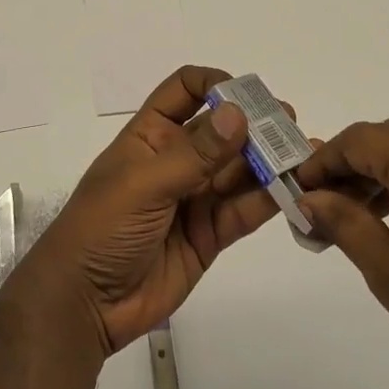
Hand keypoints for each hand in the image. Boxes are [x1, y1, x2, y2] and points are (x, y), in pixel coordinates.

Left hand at [26, 66, 281, 355]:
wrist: (84, 304)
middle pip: (222, 130)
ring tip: (303, 154)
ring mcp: (195, 197)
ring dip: (268, 161)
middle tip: (290, 124)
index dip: (215, 84)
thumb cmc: (102, 228)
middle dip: (255, 123)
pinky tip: (293, 189)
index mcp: (151, 135)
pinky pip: (243, 210)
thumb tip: (238, 113)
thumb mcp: (144, 184)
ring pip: (239, 170)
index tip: (246, 96)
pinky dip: (268, 200)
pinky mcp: (210, 234)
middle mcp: (176, 159)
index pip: (185, 90)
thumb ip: (194, 154)